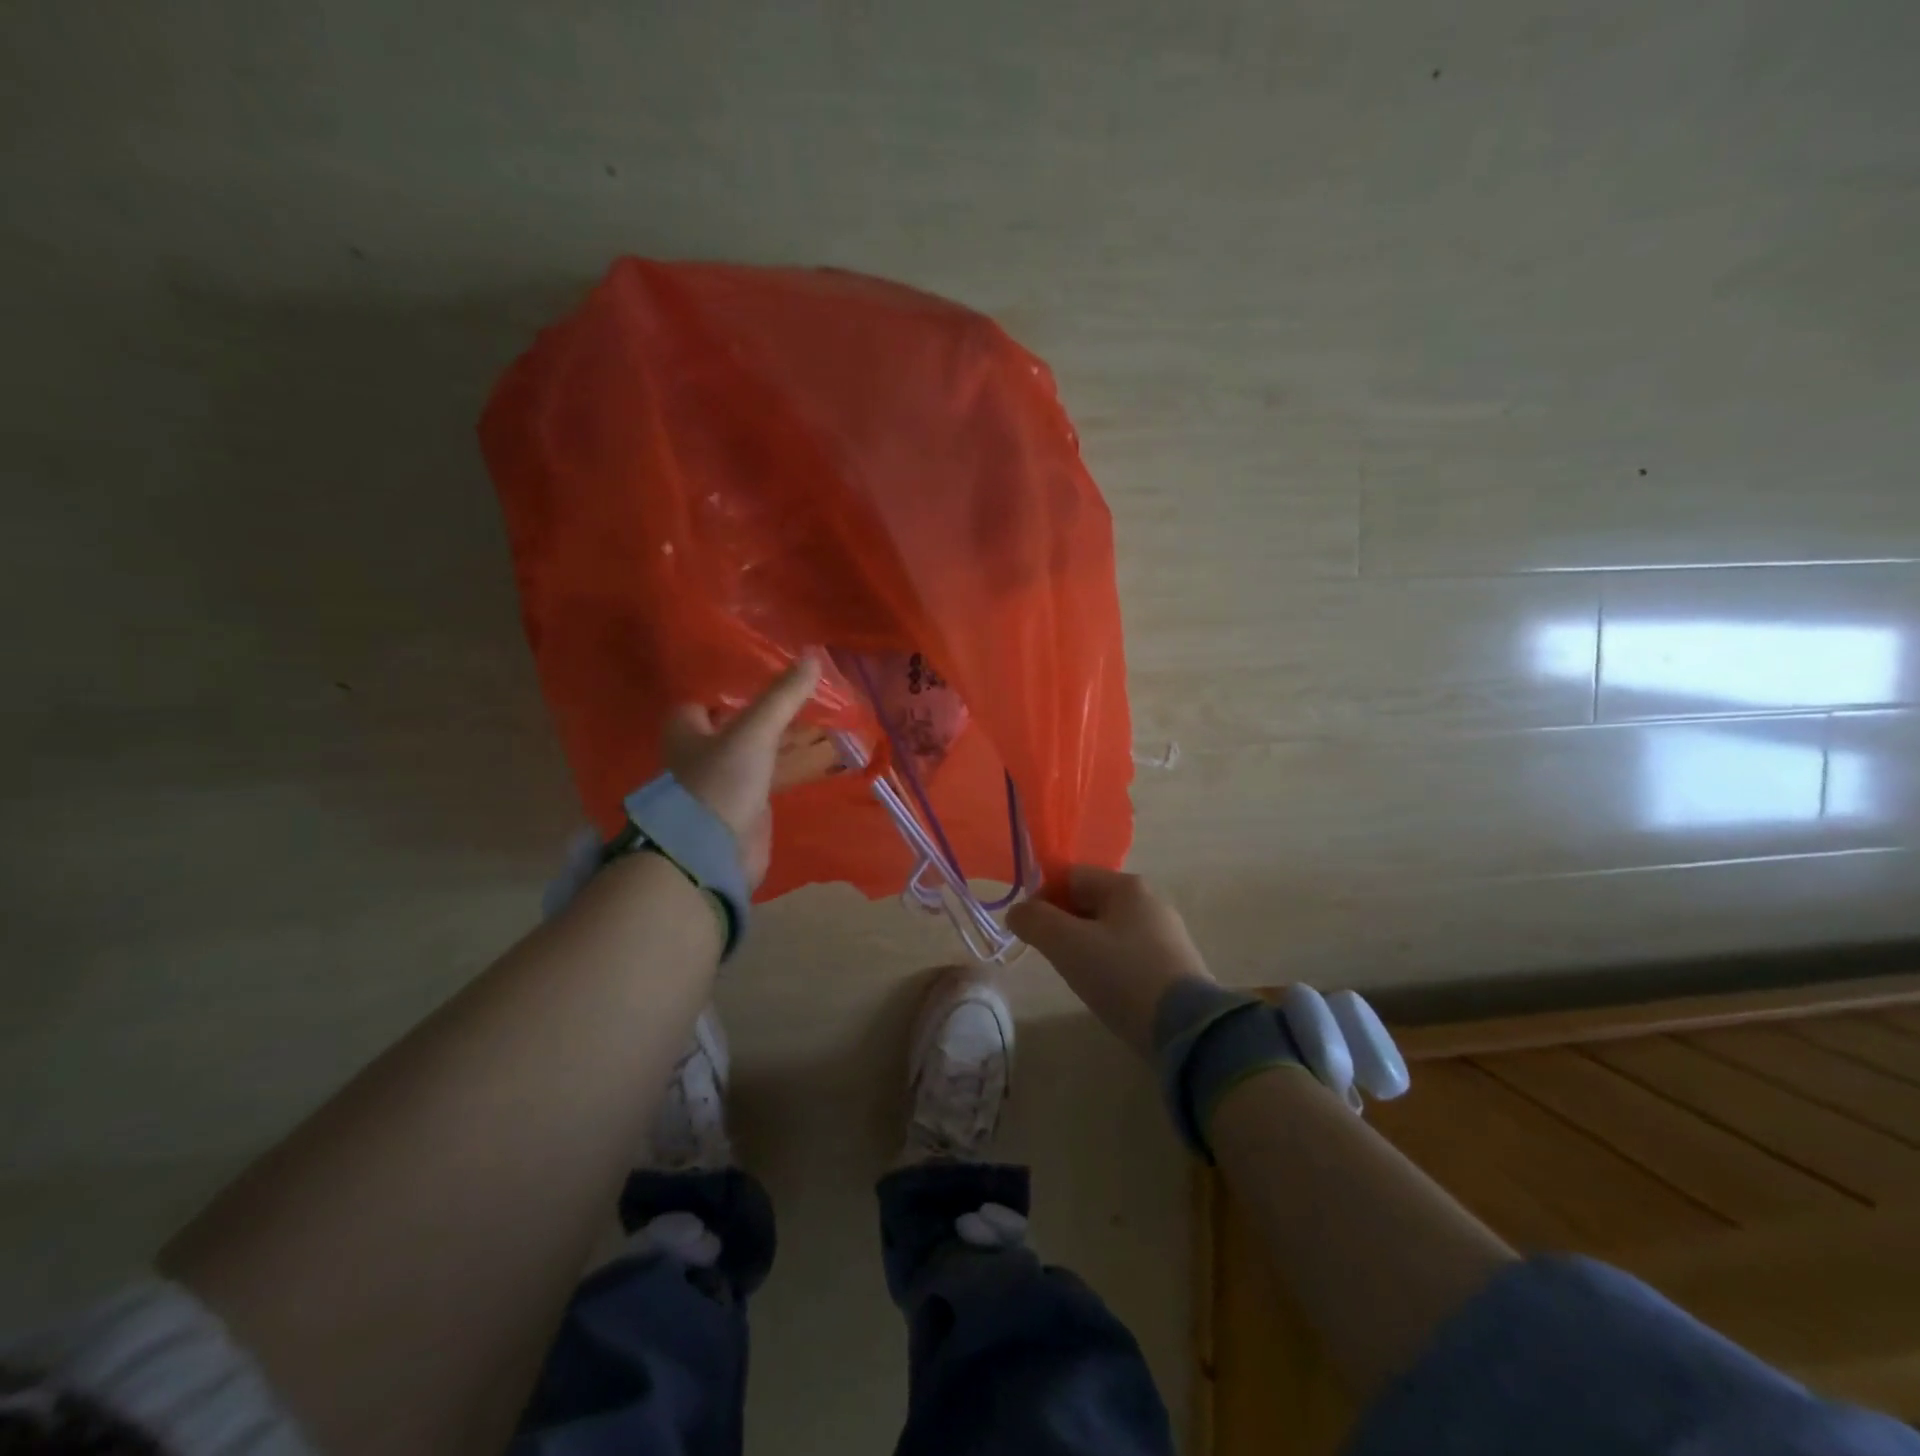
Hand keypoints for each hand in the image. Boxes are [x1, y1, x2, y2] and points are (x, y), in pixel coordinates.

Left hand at [663, 656, 821, 887]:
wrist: (713, 853)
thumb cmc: (721, 783)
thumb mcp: (753, 732)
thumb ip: (782, 697)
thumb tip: (814, 656)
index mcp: (687, 731)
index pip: (704, 701)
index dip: (729, 689)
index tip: (764, 676)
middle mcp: (700, 754)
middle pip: (734, 725)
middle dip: (763, 713)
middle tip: (800, 695)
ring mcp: (722, 782)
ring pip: (755, 751)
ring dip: (779, 740)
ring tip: (815, 720)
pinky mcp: (744, 807)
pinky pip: (769, 777)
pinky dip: (788, 766)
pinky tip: (814, 756)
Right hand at [1007, 867, 1214, 1057]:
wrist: (1188, 1030)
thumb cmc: (1122, 976)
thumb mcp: (1067, 945)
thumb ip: (1035, 921)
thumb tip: (1017, 912)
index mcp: (1127, 886)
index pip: (1071, 875)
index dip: (1042, 897)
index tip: (1029, 930)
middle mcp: (1150, 901)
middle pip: (1090, 901)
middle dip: (1062, 923)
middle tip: (1049, 955)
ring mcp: (1166, 934)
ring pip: (1108, 929)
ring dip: (1083, 945)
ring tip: (1075, 975)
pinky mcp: (1175, 966)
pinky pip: (1128, 953)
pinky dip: (1108, 964)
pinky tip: (1105, 989)